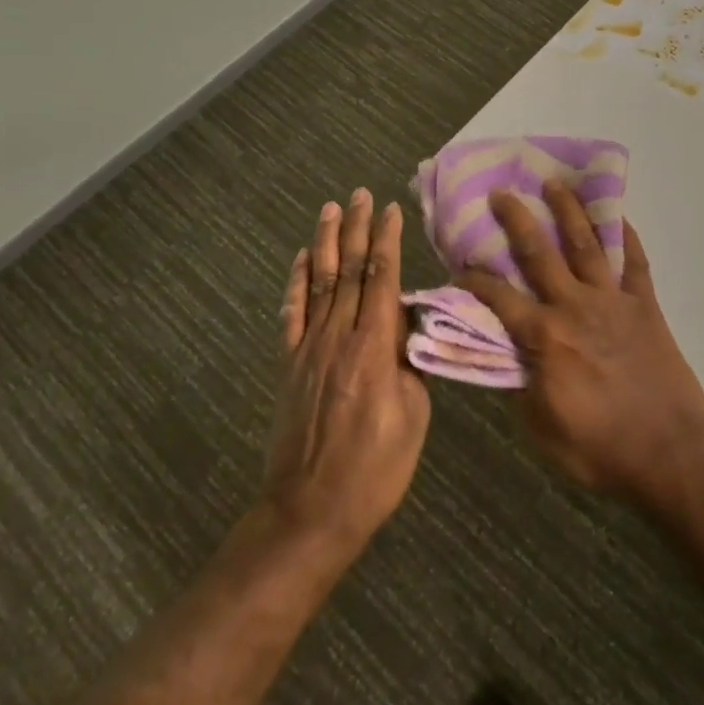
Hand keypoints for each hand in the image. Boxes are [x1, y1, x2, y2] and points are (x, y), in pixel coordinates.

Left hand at [265, 189, 430, 553]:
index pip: (383, 278)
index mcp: (375, 347)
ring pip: (320, 283)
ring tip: (330, 209)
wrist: (311, 511)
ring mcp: (309, 349)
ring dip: (326, 243)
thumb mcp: (414, 416)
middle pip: (350, 270)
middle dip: (356, 228)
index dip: (387, 240)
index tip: (391, 209)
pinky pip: (291, 315)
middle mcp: (339, 336)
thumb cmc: (375, 469)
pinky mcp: (289, 366)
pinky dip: (296, 283)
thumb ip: (410, 364)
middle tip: (359, 193)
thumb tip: (406, 329)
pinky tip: (302, 260)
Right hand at [458, 183, 703, 502]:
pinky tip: (619, 217)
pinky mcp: (645, 304)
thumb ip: (519, 387)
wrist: (671, 450)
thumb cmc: (601, 447)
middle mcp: (575, 306)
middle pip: (540, 253)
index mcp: (545, 337)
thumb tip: (504, 356)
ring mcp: (613, 301)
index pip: (500, 298)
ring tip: (555, 183)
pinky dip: (628, 237)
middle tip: (502, 193)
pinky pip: (635, 262)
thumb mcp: (543, 429)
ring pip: (586, 245)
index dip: (476, 278)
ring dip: (568, 211)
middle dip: (517, 220)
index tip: (460, 260)